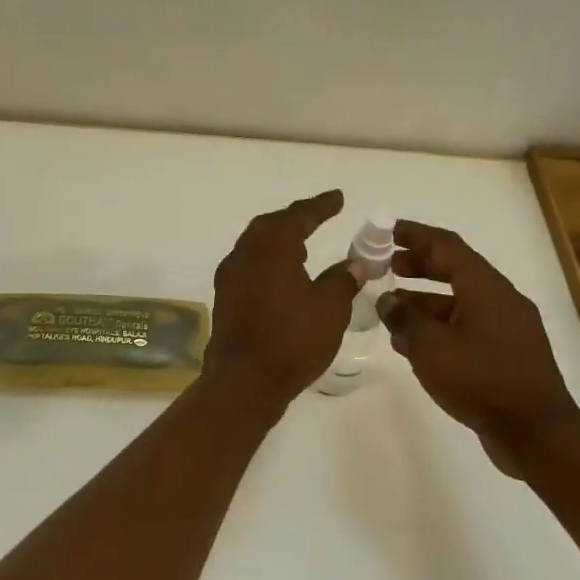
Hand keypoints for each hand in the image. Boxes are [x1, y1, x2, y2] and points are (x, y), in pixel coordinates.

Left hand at [202, 189, 358, 406]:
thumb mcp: (330, 308)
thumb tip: (354, 264)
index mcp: (270, 248)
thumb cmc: (292, 339)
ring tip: (302, 245)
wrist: (244, 381)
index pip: (297, 216)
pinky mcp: (225, 299)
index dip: (319, 206)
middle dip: (294, 220)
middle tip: (317, 216)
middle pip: (270, 226)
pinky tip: (282, 276)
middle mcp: (244, 255)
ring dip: (279, 241)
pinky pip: (249, 267)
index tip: (337, 198)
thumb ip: (343, 280)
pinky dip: (268, 262)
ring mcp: (230, 278)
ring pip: (255, 246)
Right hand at [377, 220, 579, 472]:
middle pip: (456, 270)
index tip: (388, 231)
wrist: (537, 433)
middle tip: (387, 267)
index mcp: (486, 288)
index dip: (416, 235)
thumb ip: (404, 318)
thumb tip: (387, 302)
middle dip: (419, 266)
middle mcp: (501, 300)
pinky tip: (415, 343)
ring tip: (392, 309)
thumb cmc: (480, 380)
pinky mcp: (508, 354)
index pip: (447, 246)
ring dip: (425, 301)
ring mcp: (508, 328)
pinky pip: (468, 327)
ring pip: (460, 302)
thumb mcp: (430, 347)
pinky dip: (440, 326)